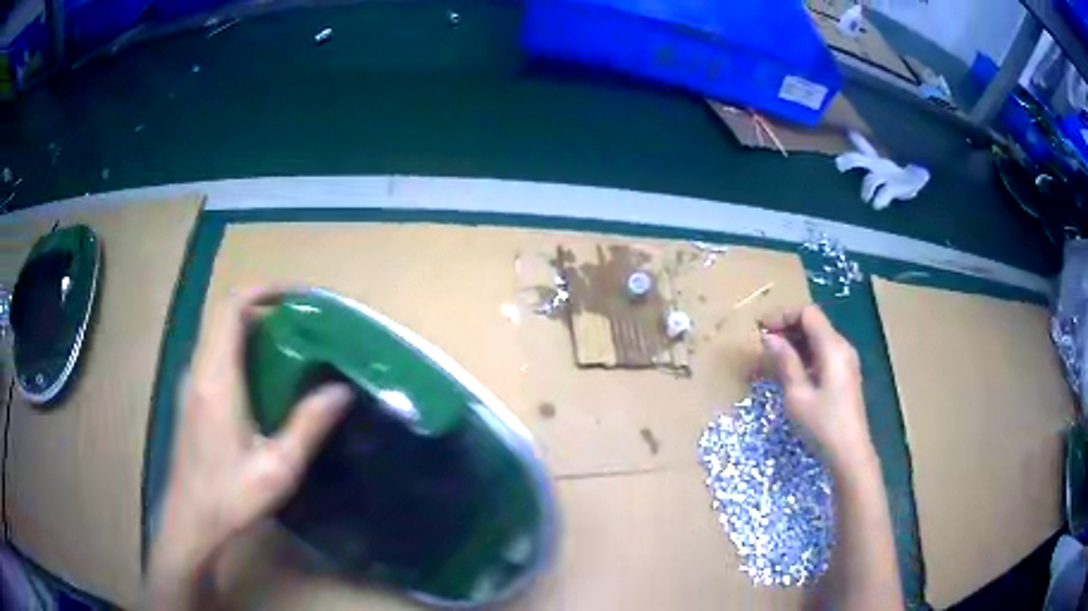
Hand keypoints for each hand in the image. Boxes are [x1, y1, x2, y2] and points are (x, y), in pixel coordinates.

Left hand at [146, 288, 351, 609]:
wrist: (191, 520)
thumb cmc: (230, 497)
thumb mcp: (277, 469)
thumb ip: (308, 426)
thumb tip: (341, 390)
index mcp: (217, 380)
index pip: (230, 308)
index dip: (262, 290)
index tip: (297, 297)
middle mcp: (200, 371)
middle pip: (224, 314)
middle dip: (262, 306)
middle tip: (302, 321)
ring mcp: (192, 382)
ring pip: (218, 332)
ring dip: (251, 326)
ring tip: (289, 344)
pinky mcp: (192, 396)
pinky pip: (215, 353)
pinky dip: (240, 347)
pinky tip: (264, 377)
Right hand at [760, 305, 874, 470]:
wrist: (850, 453)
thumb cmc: (822, 425)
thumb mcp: (797, 395)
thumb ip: (785, 362)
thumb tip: (770, 337)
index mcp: (832, 347)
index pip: (808, 313)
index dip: (783, 315)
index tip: (761, 329)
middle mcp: (843, 347)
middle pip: (814, 323)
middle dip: (788, 328)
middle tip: (763, 343)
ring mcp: (846, 361)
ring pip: (818, 339)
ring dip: (795, 342)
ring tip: (773, 358)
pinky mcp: (845, 375)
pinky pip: (823, 353)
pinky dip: (805, 355)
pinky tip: (791, 371)